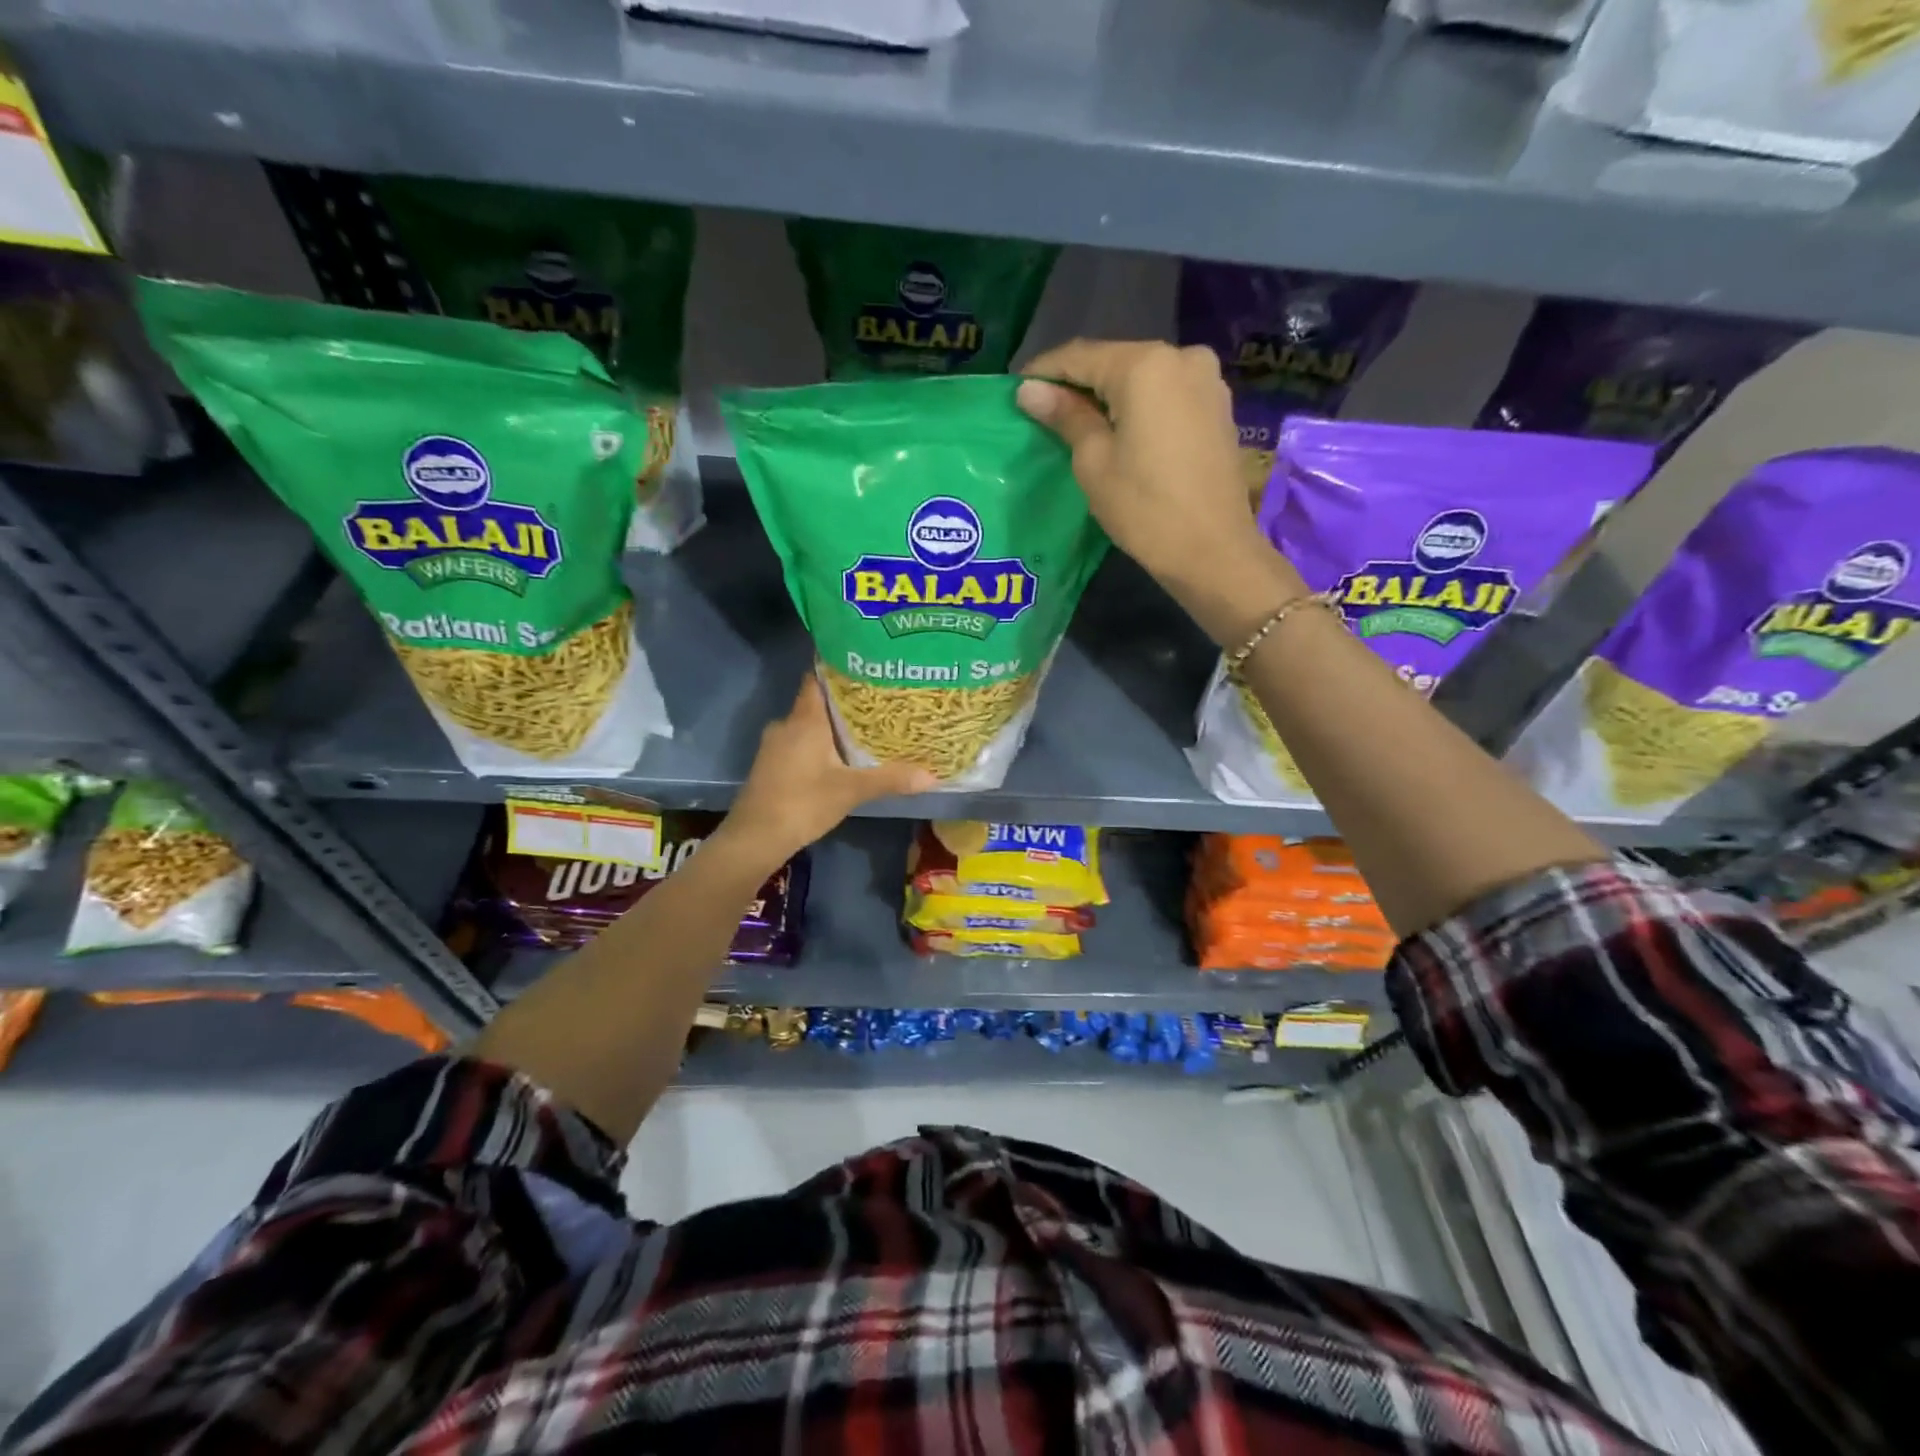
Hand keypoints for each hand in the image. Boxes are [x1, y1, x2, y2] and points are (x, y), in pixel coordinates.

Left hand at [721, 677, 937, 862]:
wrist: (755, 838)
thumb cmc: (803, 803)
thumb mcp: (851, 791)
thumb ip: (890, 779)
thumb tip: (932, 775)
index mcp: (804, 720)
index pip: (817, 678)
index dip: (838, 669)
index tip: (864, 666)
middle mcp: (786, 725)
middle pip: (816, 702)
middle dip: (844, 702)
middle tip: (877, 701)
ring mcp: (774, 746)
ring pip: (807, 725)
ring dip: (831, 726)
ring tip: (864, 728)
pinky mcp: (770, 765)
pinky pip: (799, 743)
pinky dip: (818, 745)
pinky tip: (839, 757)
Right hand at [1017, 341, 1301, 629]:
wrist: (1213, 551)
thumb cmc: (1144, 507)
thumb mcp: (1094, 462)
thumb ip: (1065, 416)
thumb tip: (1029, 390)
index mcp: (1145, 365)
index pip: (1080, 356)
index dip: (1044, 372)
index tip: (1017, 391)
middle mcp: (1181, 357)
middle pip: (1114, 362)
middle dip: (1078, 384)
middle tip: (1045, 412)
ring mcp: (1206, 381)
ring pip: (1142, 378)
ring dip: (1109, 396)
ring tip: (1080, 424)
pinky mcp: (1218, 407)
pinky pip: (1166, 395)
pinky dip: (1139, 407)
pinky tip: (1121, 431)